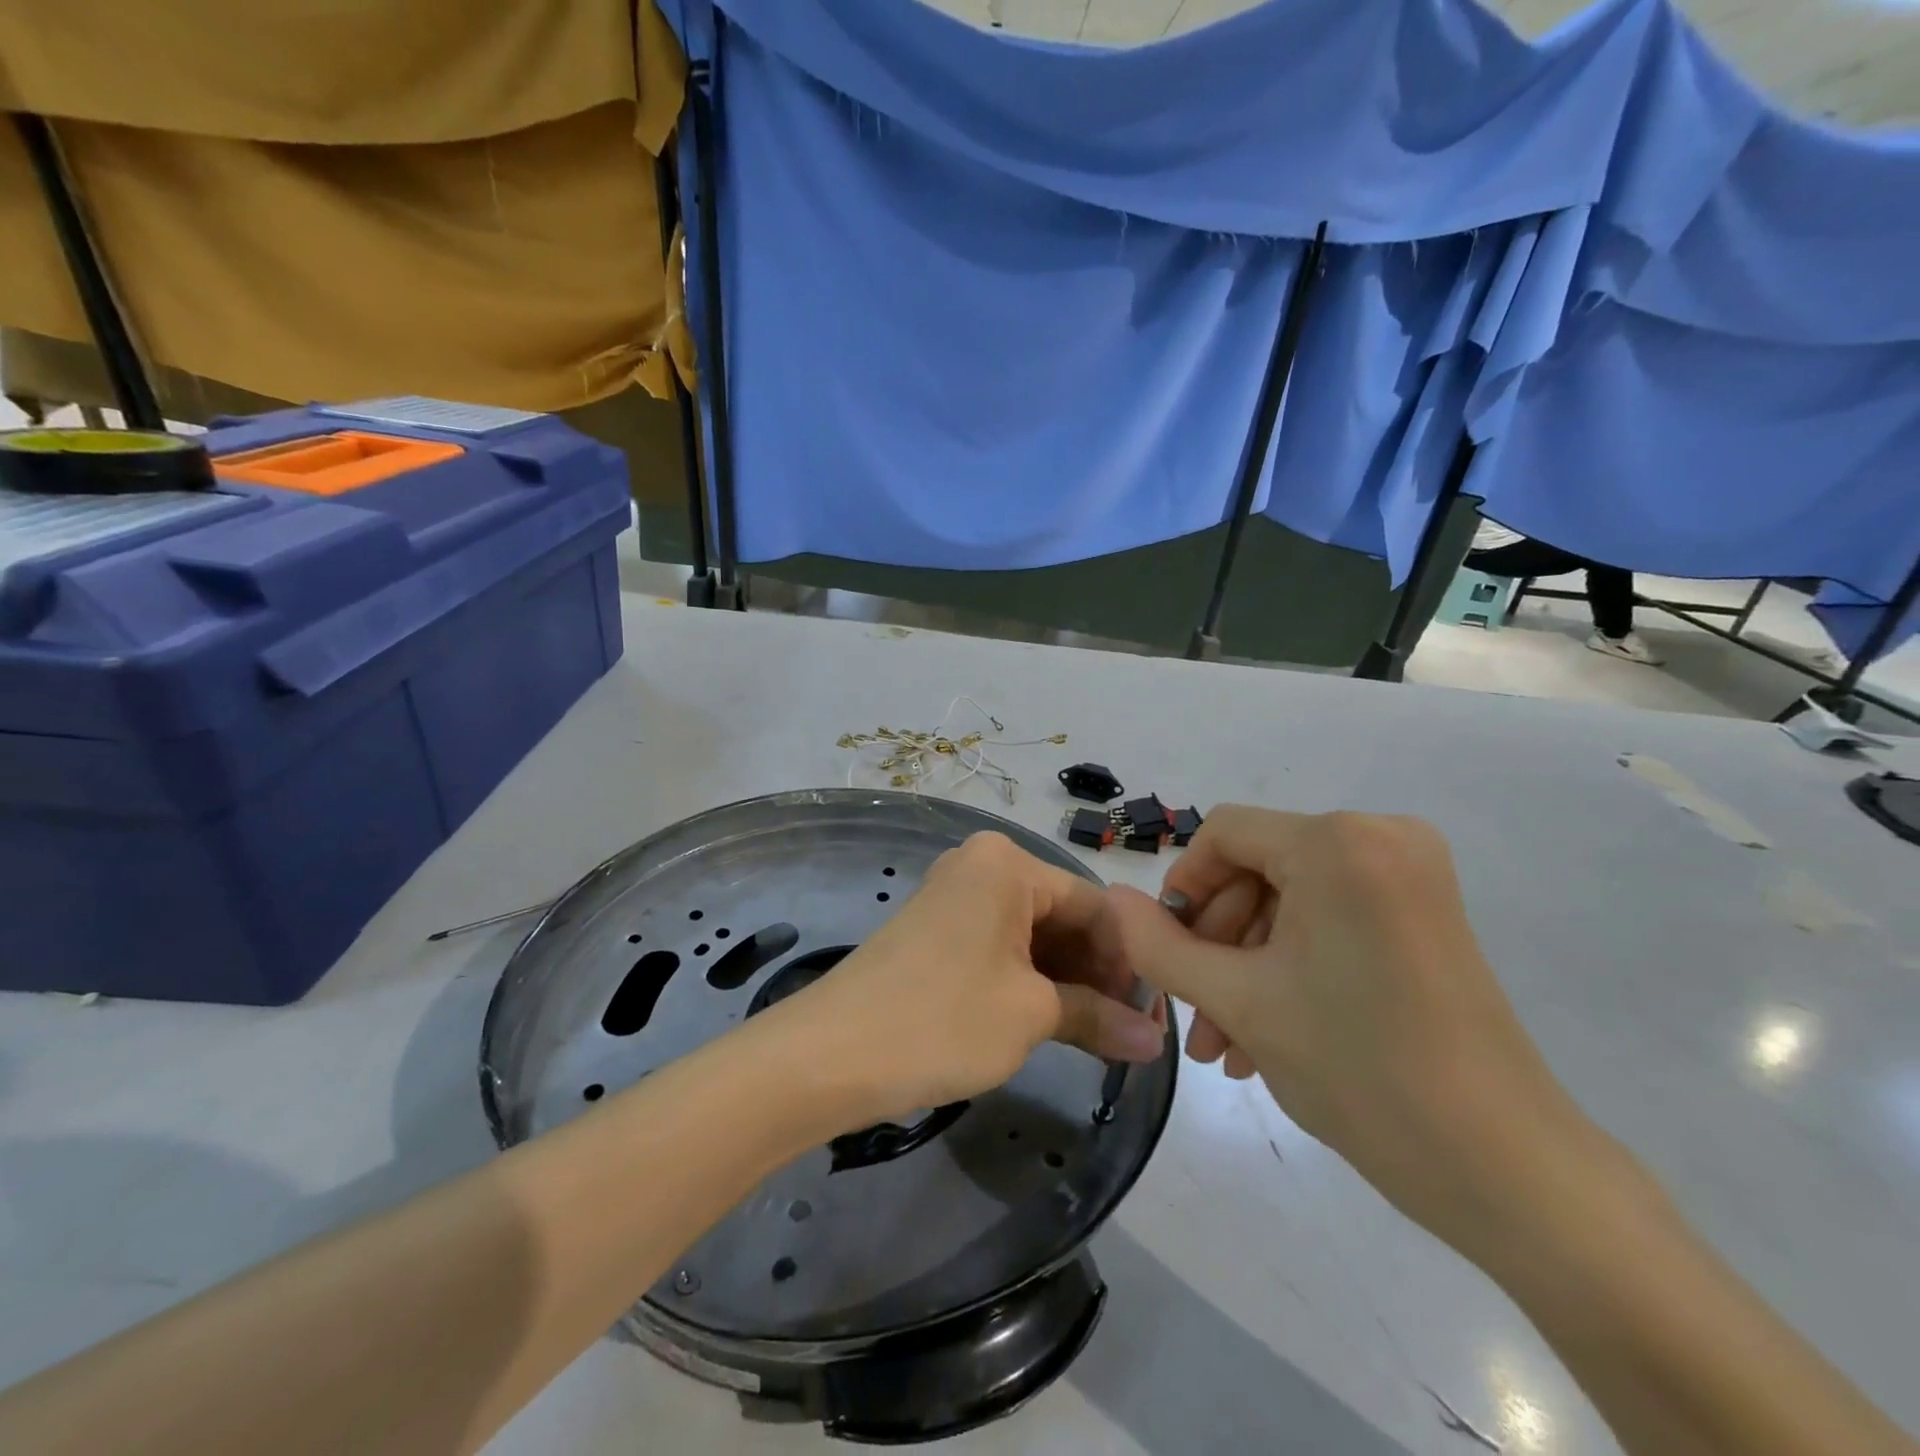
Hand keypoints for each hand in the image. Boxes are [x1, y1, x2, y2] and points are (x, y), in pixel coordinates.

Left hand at [774, 831, 1164, 1121]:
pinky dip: (1028, 982)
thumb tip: (1153, 1040)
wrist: (829, 1054)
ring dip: (1066, 982)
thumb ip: (1098, 1017)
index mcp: (1008, 864)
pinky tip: (1050, 1022)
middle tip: (1127, 1032)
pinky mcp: (936, 931)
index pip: (1095, 906)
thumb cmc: (942, 1019)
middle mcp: (981, 866)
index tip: (1151, 1017)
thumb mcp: (1030, 1016)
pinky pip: (999, 946)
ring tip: (1094, 1035)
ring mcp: (954, 897)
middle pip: (1062, 916)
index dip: (1129, 962)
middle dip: (1097, 973)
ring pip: (1032, 935)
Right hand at [1108, 806, 1579, 1248]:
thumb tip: (1110, 899)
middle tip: (1197, 1018)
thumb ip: (1157, 945)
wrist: (1507, 1168)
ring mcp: (1412, 875)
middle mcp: (1380, 837)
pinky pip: (1331, 917)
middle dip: (1217, 943)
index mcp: (1337, 842)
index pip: (1224, 834)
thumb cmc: (1358, 1069)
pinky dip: (1292, 963)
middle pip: (1258, 868)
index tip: (1167, 953)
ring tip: (1226, 1044)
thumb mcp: (1236, 1001)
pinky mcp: (1428, 913)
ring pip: (1291, 900)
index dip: (1183, 888)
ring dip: (1248, 964)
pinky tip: (1268, 1032)